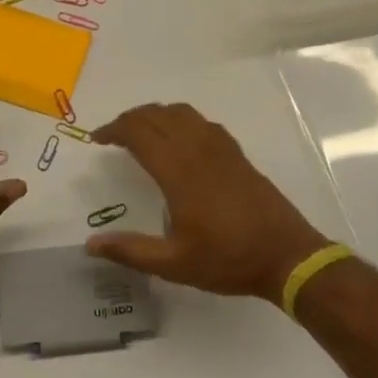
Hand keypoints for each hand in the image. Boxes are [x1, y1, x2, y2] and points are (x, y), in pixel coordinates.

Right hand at [89, 103, 328, 302]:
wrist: (287, 255)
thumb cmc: (228, 259)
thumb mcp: (174, 264)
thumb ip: (131, 251)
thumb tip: (90, 245)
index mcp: (179, 172)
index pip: (139, 133)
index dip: (114, 130)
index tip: (97, 139)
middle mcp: (197, 150)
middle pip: (157, 116)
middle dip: (130, 119)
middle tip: (113, 136)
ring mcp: (220, 148)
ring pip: (181, 113)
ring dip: (155, 115)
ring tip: (141, 131)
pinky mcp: (236, 153)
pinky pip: (202, 122)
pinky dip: (181, 120)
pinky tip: (179, 139)